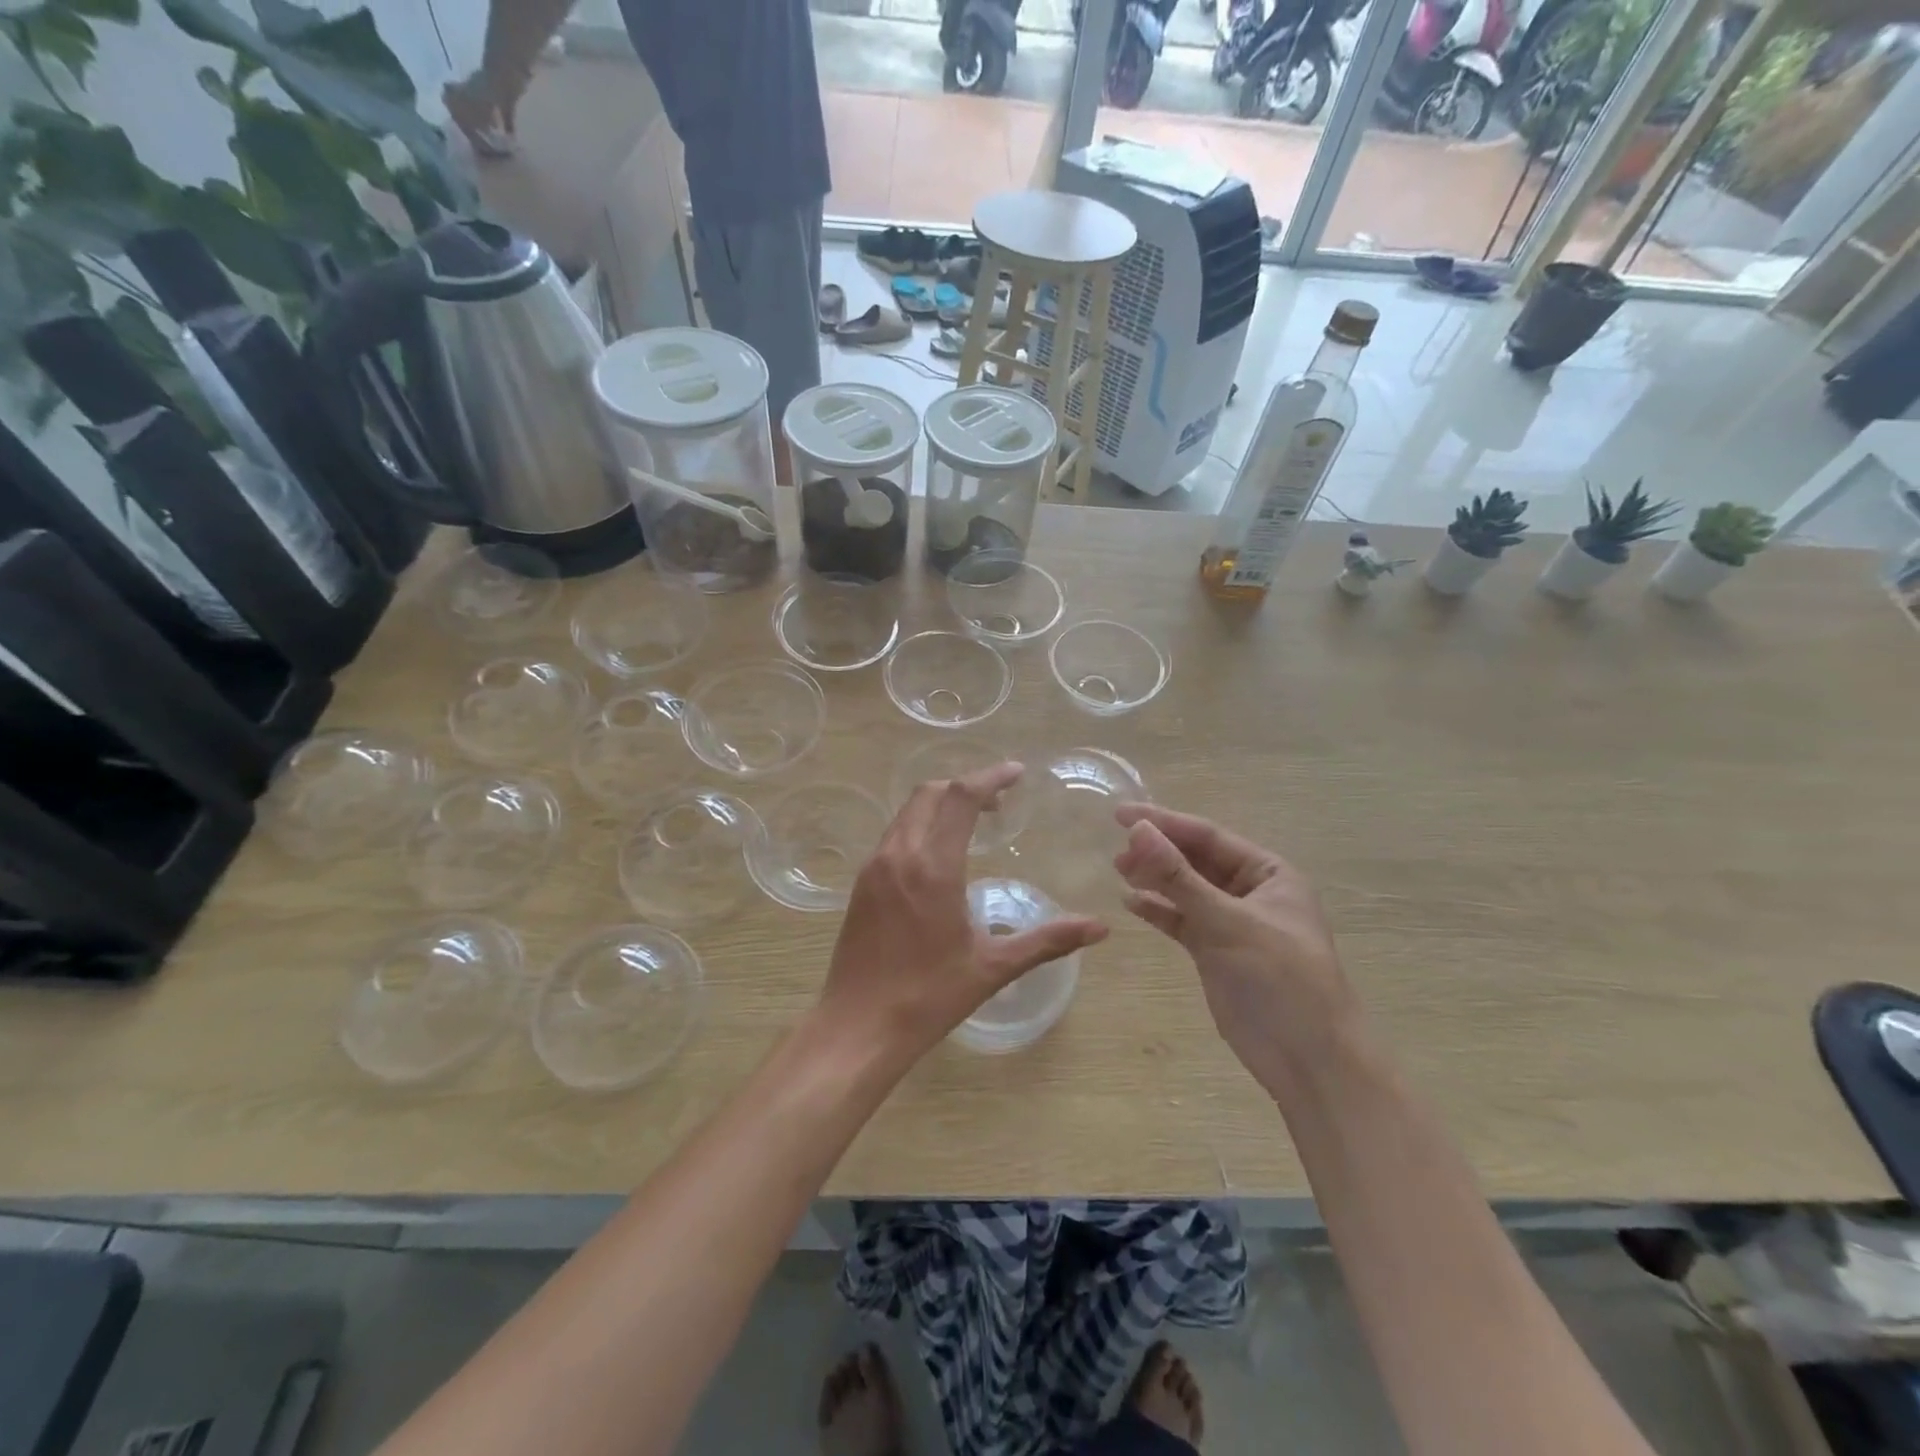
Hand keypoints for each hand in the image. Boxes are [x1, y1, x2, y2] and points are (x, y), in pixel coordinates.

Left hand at [819, 763, 1107, 1067]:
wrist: (857, 1027)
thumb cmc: (929, 997)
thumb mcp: (993, 967)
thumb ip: (1048, 941)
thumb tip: (1100, 928)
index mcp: (933, 867)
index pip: (961, 798)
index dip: (990, 777)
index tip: (1016, 772)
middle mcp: (899, 854)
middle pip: (930, 793)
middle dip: (965, 786)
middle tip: (998, 803)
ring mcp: (874, 867)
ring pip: (907, 812)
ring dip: (940, 804)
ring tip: (972, 824)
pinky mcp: (861, 884)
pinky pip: (893, 835)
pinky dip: (919, 825)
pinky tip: (938, 856)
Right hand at [1112, 805, 1355, 1085]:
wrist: (1310, 1062)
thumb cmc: (1281, 980)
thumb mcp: (1228, 922)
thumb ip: (1179, 877)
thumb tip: (1137, 830)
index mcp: (1269, 873)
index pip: (1209, 836)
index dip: (1165, 822)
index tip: (1122, 814)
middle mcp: (1251, 892)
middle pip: (1196, 860)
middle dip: (1158, 851)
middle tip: (1116, 850)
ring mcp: (1233, 923)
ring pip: (1186, 890)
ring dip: (1155, 879)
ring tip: (1118, 870)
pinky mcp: (1216, 953)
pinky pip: (1182, 921)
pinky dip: (1159, 911)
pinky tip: (1131, 903)